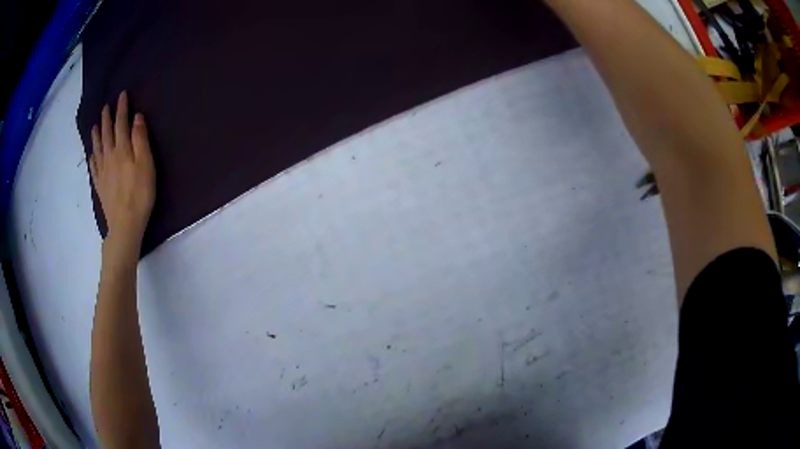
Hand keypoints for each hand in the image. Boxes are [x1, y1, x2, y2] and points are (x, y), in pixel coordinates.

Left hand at [90, 91, 155, 252]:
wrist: (125, 224)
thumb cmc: (140, 194)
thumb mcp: (146, 164)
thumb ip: (140, 139)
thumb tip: (137, 117)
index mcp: (122, 149)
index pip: (121, 123)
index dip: (122, 108)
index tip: (122, 95)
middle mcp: (109, 156)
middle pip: (107, 133)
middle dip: (107, 118)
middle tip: (106, 107)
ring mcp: (102, 172)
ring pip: (98, 148)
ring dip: (97, 134)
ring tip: (95, 125)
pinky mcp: (100, 185)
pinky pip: (93, 167)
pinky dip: (92, 157)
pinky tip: (91, 154)